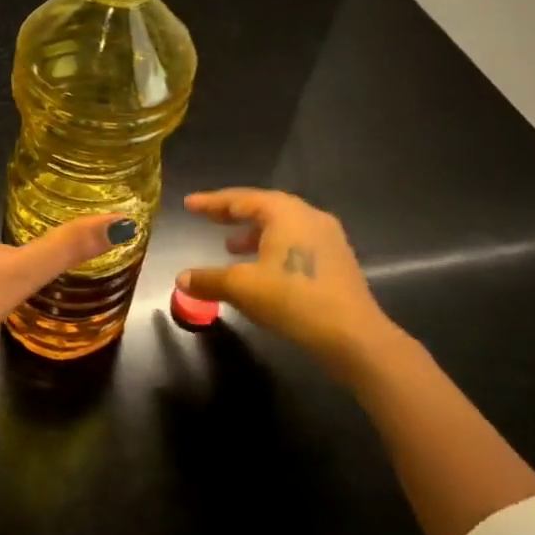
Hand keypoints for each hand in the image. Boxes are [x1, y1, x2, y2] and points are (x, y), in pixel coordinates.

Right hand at [178, 188, 403, 382]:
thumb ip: (209, 279)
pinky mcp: (338, 259)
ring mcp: (328, 237)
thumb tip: (182, 279)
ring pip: (283, 226)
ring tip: (230, 246)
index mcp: (285, 212)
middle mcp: (308, 216)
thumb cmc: (292, 299)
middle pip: (264, 207)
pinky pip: (297, 242)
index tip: (189, 204)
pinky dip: (273, 247)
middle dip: (233, 214)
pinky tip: (263, 268)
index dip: (212, 202)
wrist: (352, 334)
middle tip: (208, 218)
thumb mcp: (242, 288)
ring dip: (254, 233)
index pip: (241, 199)